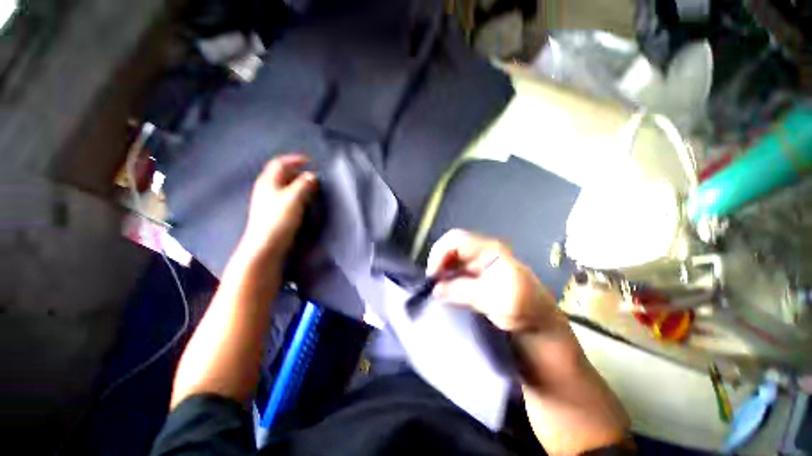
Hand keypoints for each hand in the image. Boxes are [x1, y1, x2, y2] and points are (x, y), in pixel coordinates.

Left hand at [239, 154, 316, 262]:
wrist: (266, 245)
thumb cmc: (279, 219)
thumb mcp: (294, 198)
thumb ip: (304, 184)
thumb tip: (312, 176)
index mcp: (268, 181)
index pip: (280, 163)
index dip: (294, 159)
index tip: (310, 161)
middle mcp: (266, 188)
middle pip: (281, 173)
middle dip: (297, 171)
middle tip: (312, 176)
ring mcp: (268, 200)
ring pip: (284, 185)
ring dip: (297, 183)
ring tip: (311, 187)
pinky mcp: (272, 211)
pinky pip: (285, 196)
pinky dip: (295, 193)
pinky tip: (303, 200)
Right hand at [426, 230, 556, 331]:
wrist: (538, 322)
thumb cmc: (524, 307)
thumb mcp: (495, 300)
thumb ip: (463, 291)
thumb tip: (435, 289)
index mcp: (489, 250)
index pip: (456, 240)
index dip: (440, 253)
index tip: (433, 275)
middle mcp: (480, 252)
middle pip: (450, 247)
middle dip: (438, 263)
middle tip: (432, 284)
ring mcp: (477, 263)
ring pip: (450, 259)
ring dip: (441, 272)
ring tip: (435, 289)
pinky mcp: (474, 275)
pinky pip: (454, 271)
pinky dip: (445, 279)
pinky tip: (443, 291)